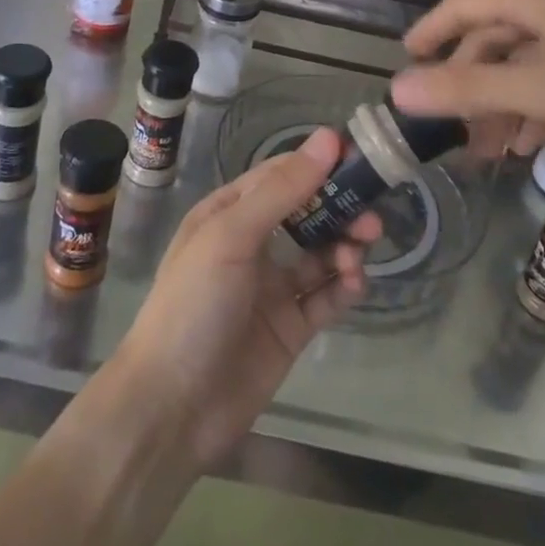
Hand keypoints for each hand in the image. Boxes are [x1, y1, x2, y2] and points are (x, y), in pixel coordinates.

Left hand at [103, 128, 380, 470]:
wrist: (172, 407)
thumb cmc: (194, 303)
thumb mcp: (232, 236)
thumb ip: (283, 190)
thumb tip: (327, 138)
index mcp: (229, 213)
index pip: (281, 175)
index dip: (317, 164)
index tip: (358, 157)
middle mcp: (252, 244)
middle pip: (307, 213)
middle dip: (339, 209)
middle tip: (372, 216)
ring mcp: (272, 288)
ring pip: (321, 254)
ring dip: (344, 247)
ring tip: (359, 253)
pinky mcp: (290, 329)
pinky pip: (325, 298)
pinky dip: (344, 287)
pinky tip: (354, 284)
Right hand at [391, 0, 544, 151]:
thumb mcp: (539, 89)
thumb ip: (467, 90)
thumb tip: (398, 89)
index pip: (461, 6)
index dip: (430, 33)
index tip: (406, 60)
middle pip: (493, 37)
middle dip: (472, 85)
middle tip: (455, 131)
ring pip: (526, 57)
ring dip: (505, 101)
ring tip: (494, 150)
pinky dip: (539, 99)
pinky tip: (535, 141)